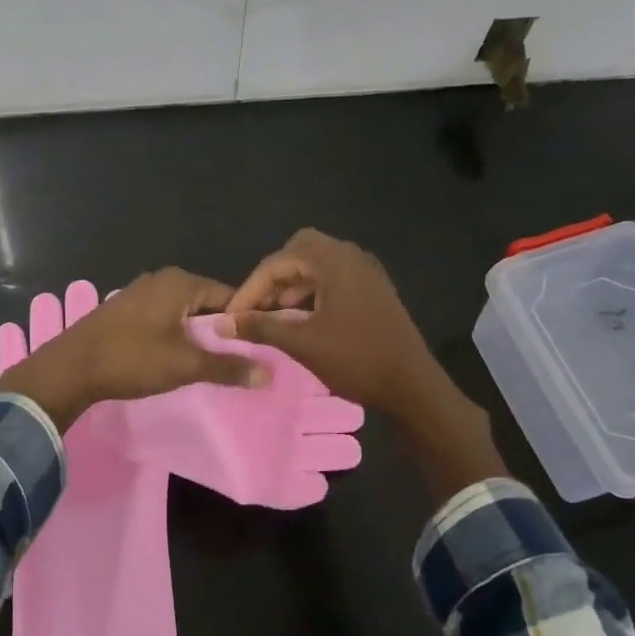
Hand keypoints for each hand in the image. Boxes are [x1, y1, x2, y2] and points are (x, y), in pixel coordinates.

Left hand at [0, 269, 267, 429]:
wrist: (70, 368)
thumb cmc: (132, 359)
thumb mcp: (185, 365)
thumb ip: (228, 367)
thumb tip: (269, 373)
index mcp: (181, 282)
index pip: (230, 297)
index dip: (244, 322)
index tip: (256, 348)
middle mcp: (161, 279)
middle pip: (206, 304)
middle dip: (219, 331)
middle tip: (233, 361)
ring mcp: (139, 293)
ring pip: (183, 313)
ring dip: (195, 336)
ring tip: (205, 363)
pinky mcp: (124, 310)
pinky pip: (162, 319)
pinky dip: (173, 335)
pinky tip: (171, 358)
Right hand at [220, 229, 442, 415]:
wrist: (410, 385)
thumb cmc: (354, 359)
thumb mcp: (301, 343)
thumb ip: (260, 327)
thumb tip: (223, 323)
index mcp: (334, 261)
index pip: (278, 261)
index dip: (250, 288)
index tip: (232, 316)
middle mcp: (352, 256)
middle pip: (299, 251)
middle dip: (273, 277)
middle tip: (257, 307)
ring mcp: (367, 272)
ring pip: (318, 264)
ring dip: (292, 284)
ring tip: (275, 316)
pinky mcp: (374, 290)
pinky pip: (335, 278)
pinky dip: (313, 291)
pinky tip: (304, 318)